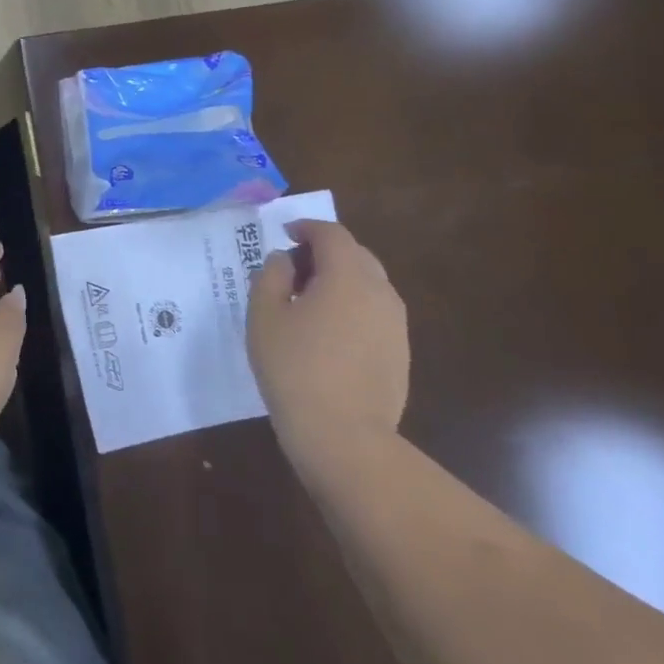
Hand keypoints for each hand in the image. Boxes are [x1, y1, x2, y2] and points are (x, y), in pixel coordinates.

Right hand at [247, 220, 408, 463]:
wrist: (343, 435)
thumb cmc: (294, 367)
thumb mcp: (264, 315)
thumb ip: (271, 275)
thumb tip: (285, 259)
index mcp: (347, 275)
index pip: (331, 234)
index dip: (306, 228)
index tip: (285, 234)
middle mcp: (380, 291)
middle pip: (355, 255)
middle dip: (324, 253)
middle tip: (292, 269)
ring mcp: (395, 324)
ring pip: (368, 284)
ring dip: (339, 280)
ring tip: (307, 302)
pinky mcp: (400, 351)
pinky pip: (374, 312)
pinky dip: (352, 307)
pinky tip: (327, 333)